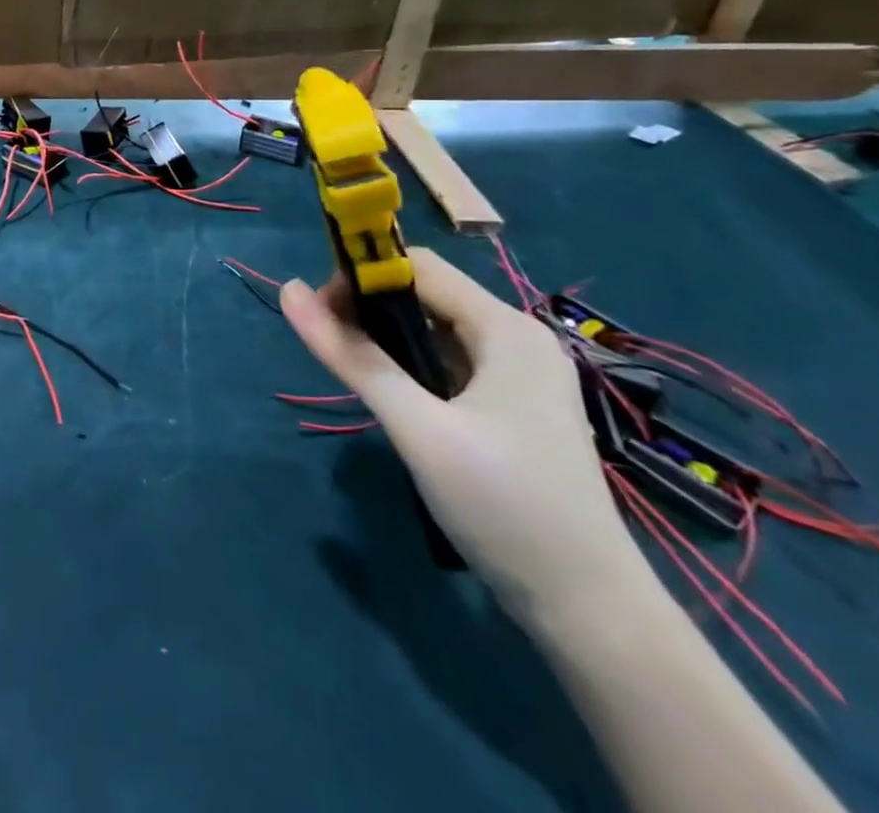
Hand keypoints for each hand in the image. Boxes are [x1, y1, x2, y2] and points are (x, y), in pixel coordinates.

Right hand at [281, 247, 645, 623]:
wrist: (590, 611)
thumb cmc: (505, 506)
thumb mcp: (417, 428)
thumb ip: (352, 357)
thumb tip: (288, 291)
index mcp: (506, 329)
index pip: (417, 266)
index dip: (361, 277)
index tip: (321, 314)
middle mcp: (518, 339)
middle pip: (425, 295)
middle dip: (370, 309)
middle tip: (333, 348)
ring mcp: (521, 375)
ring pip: (435, 329)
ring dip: (388, 340)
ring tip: (358, 376)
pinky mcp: (515, 406)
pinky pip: (449, 361)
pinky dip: (412, 366)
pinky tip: (395, 399)